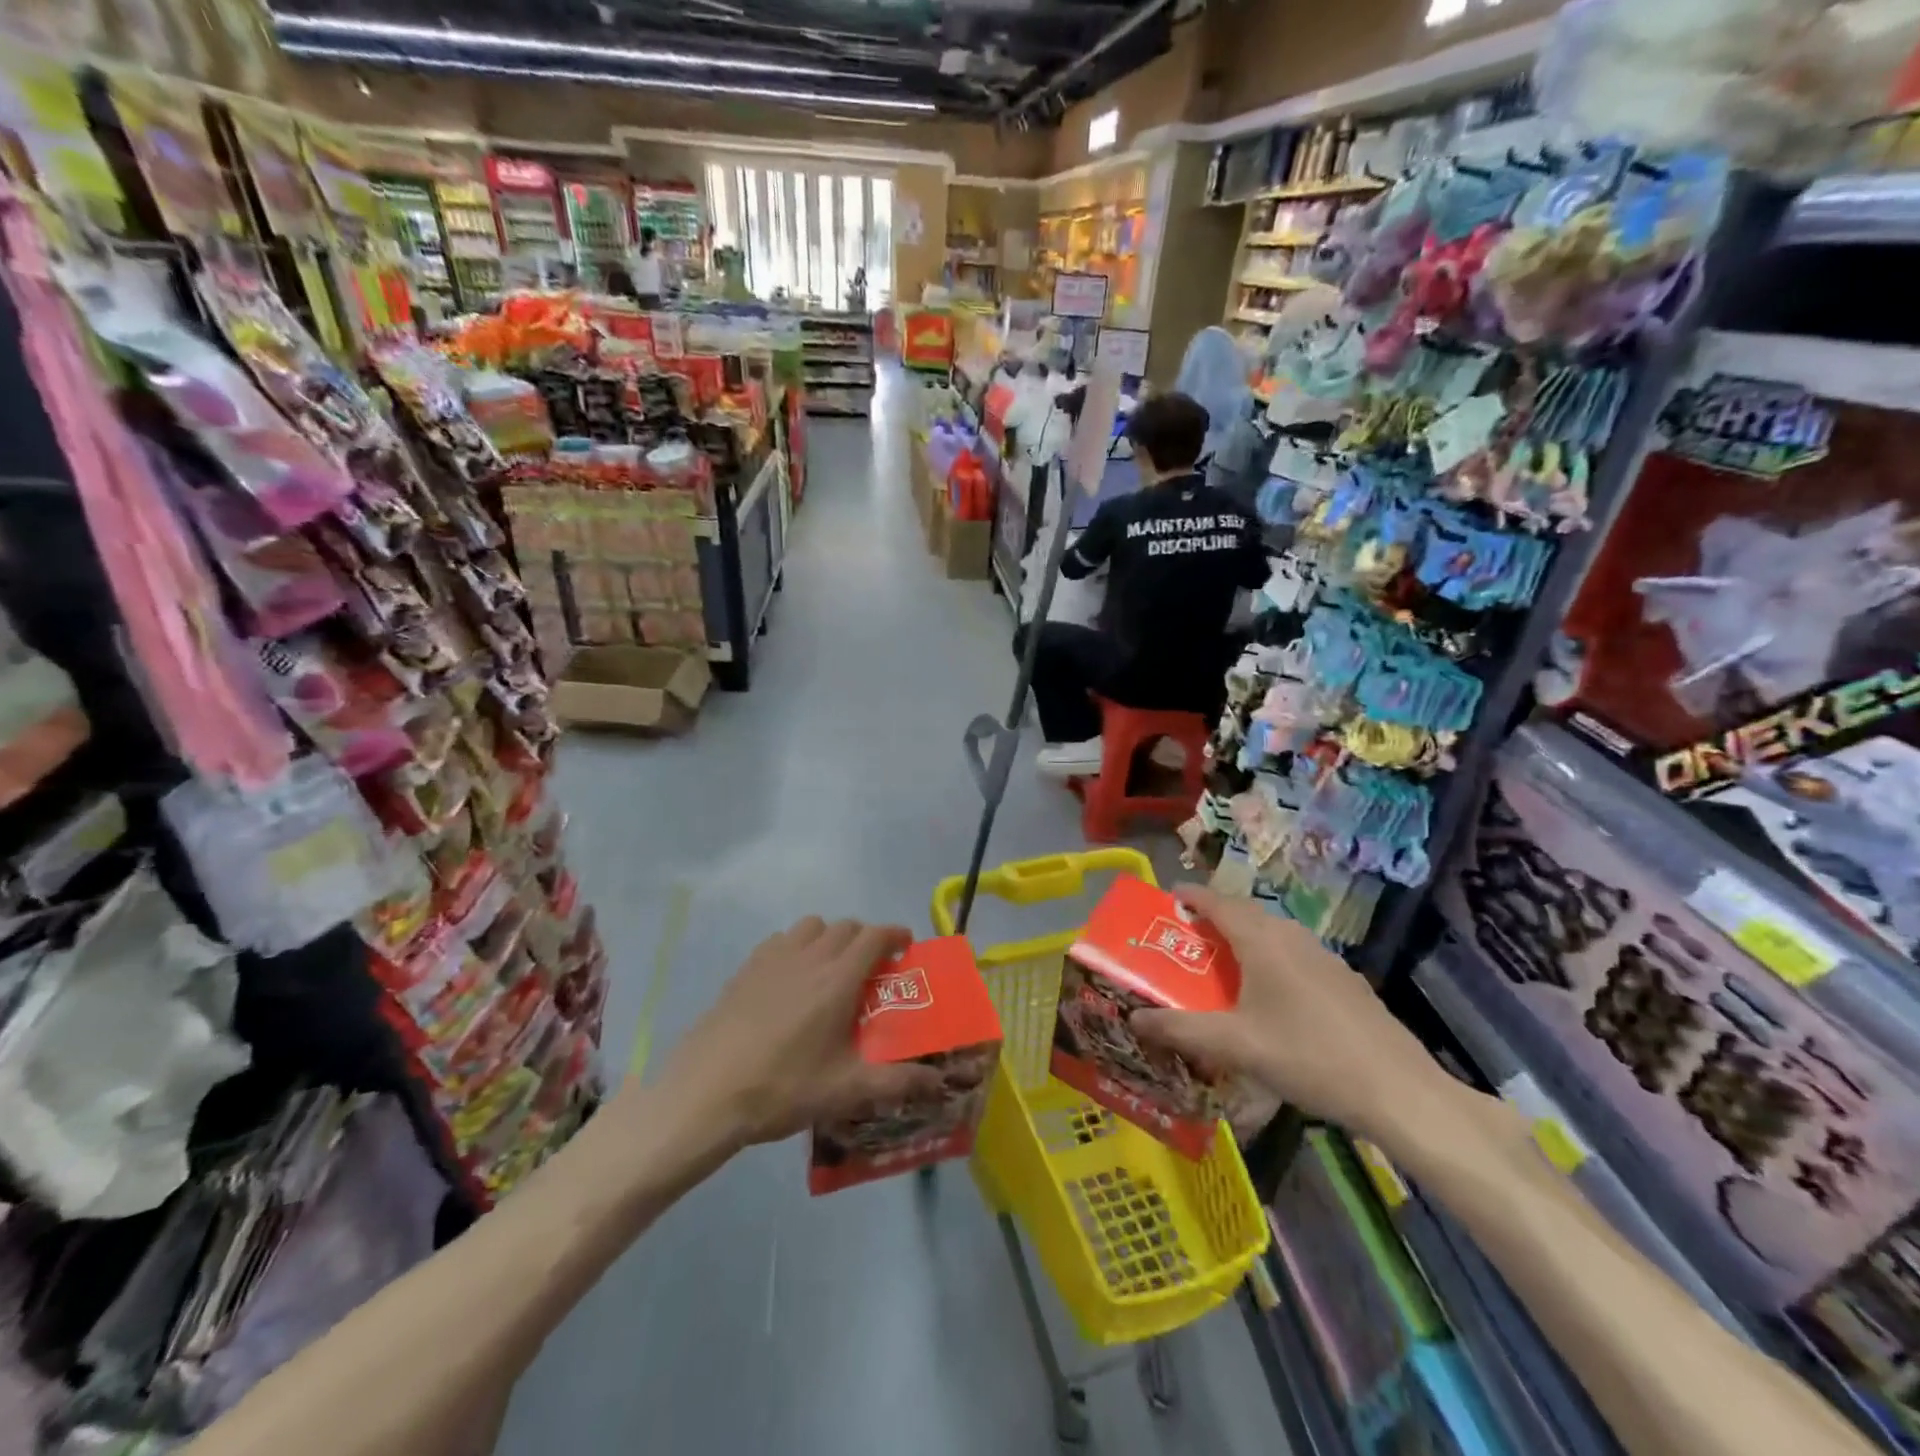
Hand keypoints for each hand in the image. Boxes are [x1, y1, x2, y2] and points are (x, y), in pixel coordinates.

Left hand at [660, 917, 945, 1147]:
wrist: (705, 1093)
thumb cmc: (782, 1088)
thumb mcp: (845, 1091)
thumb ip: (896, 1082)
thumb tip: (938, 1081)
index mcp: (838, 979)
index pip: (874, 936)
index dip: (895, 934)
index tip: (906, 947)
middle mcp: (809, 957)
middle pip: (846, 927)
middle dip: (866, 939)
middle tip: (873, 968)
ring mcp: (773, 959)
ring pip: (812, 927)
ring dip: (830, 937)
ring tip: (832, 969)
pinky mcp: (745, 969)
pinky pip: (781, 940)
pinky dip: (797, 946)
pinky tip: (791, 979)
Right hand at [1132, 885, 1463, 1146]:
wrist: (1398, 1091)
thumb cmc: (1307, 1057)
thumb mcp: (1235, 1046)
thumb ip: (1181, 1030)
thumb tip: (1133, 1018)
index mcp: (1263, 941)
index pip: (1219, 903)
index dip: (1192, 896)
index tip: (1169, 895)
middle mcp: (1293, 938)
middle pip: (1247, 914)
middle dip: (1215, 917)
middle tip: (1188, 937)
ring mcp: (1325, 958)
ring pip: (1274, 934)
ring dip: (1245, 938)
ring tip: (1224, 963)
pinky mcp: (1346, 981)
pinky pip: (1296, 955)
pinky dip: (1271, 958)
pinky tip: (1272, 995)